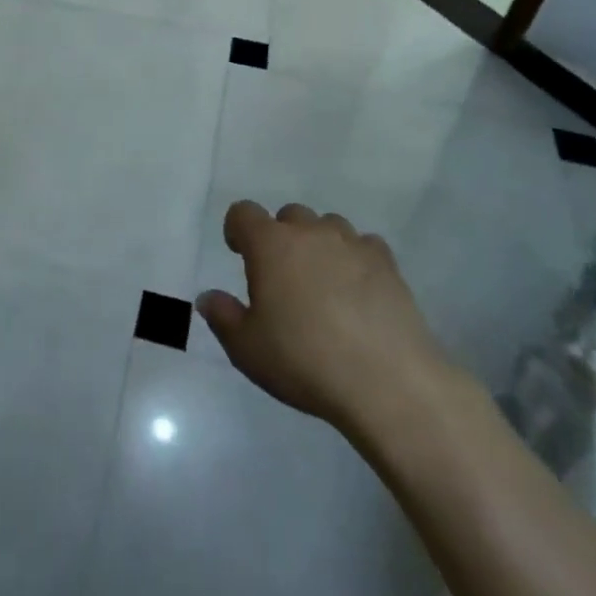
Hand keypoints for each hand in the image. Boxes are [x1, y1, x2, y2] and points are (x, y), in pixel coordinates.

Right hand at [197, 201, 465, 441]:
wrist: (387, 382)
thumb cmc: (305, 361)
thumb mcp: (247, 349)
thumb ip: (223, 317)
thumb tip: (208, 298)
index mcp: (270, 245)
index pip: (243, 213)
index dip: (237, 229)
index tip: (238, 253)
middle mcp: (310, 233)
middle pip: (289, 215)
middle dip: (281, 237)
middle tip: (282, 276)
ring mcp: (352, 244)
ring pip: (329, 225)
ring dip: (319, 244)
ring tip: (322, 281)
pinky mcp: (388, 264)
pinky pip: (365, 245)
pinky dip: (356, 259)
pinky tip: (359, 290)